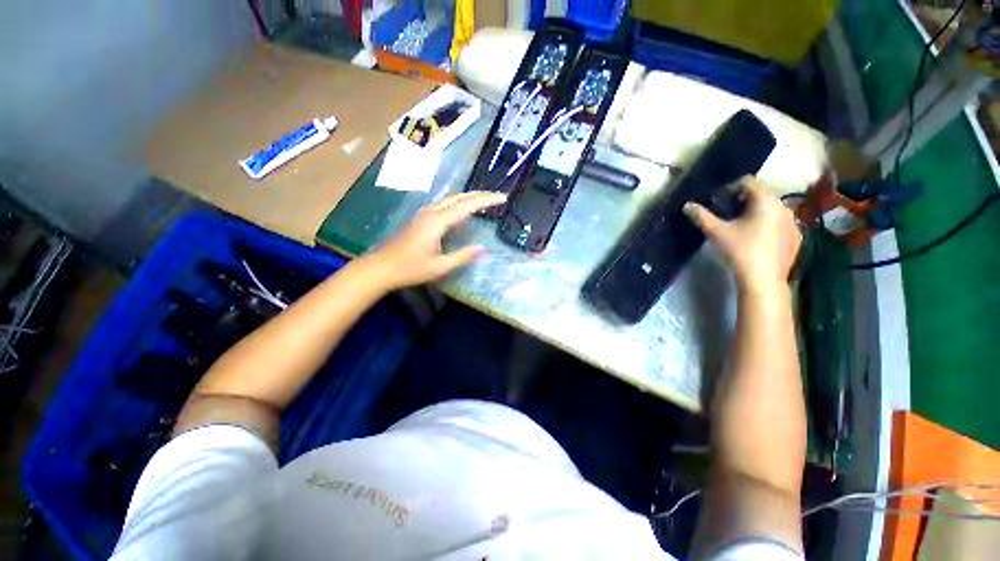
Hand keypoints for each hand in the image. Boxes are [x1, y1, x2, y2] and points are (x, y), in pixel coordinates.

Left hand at [362, 191, 506, 290]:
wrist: (381, 267)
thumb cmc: (410, 269)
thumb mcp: (440, 266)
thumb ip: (463, 256)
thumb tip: (483, 248)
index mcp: (437, 222)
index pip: (467, 206)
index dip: (486, 201)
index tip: (502, 198)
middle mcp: (431, 212)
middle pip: (459, 197)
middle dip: (479, 195)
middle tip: (496, 197)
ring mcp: (424, 214)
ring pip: (450, 198)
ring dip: (468, 197)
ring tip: (483, 201)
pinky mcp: (421, 219)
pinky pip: (444, 204)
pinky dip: (458, 203)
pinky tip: (461, 209)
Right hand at [684, 176, 801, 290]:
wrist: (763, 279)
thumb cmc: (739, 250)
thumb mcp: (716, 232)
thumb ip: (702, 216)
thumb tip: (687, 205)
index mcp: (766, 200)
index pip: (748, 181)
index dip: (730, 187)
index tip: (717, 201)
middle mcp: (784, 205)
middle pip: (761, 194)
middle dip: (743, 200)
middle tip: (727, 214)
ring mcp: (793, 221)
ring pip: (772, 208)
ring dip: (756, 212)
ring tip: (741, 226)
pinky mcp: (797, 236)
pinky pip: (780, 222)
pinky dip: (768, 224)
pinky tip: (756, 239)